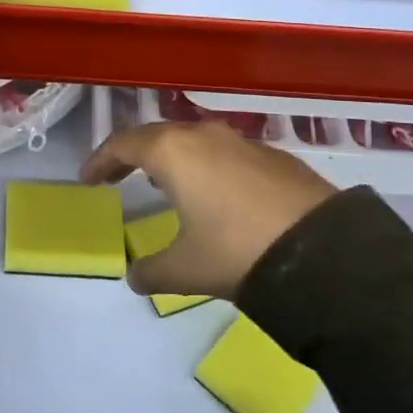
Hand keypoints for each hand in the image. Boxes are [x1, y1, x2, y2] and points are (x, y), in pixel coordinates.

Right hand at [80, 122, 335, 300]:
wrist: (323, 253)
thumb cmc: (236, 252)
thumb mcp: (185, 269)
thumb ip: (151, 271)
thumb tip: (135, 276)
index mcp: (173, 152)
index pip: (123, 144)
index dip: (100, 160)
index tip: (88, 179)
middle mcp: (204, 136)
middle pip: (157, 135)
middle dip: (133, 154)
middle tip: (117, 175)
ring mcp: (242, 142)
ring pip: (194, 140)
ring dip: (173, 158)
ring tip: (164, 182)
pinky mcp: (274, 156)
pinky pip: (226, 153)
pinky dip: (208, 166)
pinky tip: (217, 194)